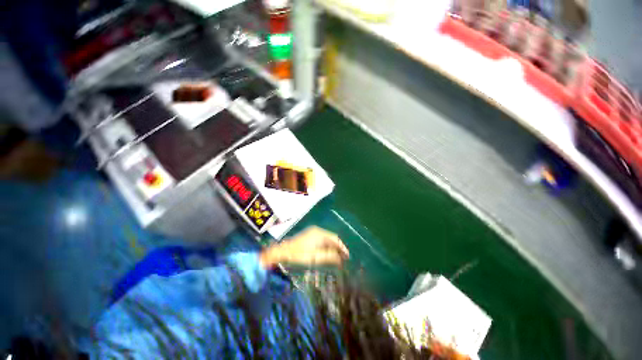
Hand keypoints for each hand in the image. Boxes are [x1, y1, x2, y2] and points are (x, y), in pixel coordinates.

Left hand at [260, 226, 348, 267]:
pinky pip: (322, 240)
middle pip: (331, 238)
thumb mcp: (316, 258)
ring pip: (326, 239)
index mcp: (320, 233)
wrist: (283, 252)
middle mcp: (317, 230)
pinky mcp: (309, 235)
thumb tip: (341, 259)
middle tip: (343, 259)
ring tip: (336, 258)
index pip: (335, 239)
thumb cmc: (300, 255)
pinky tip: (327, 254)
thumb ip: (330, 257)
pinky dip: (326, 247)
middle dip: (338, 248)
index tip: (348, 257)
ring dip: (332, 248)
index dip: (342, 248)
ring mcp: (312, 232)